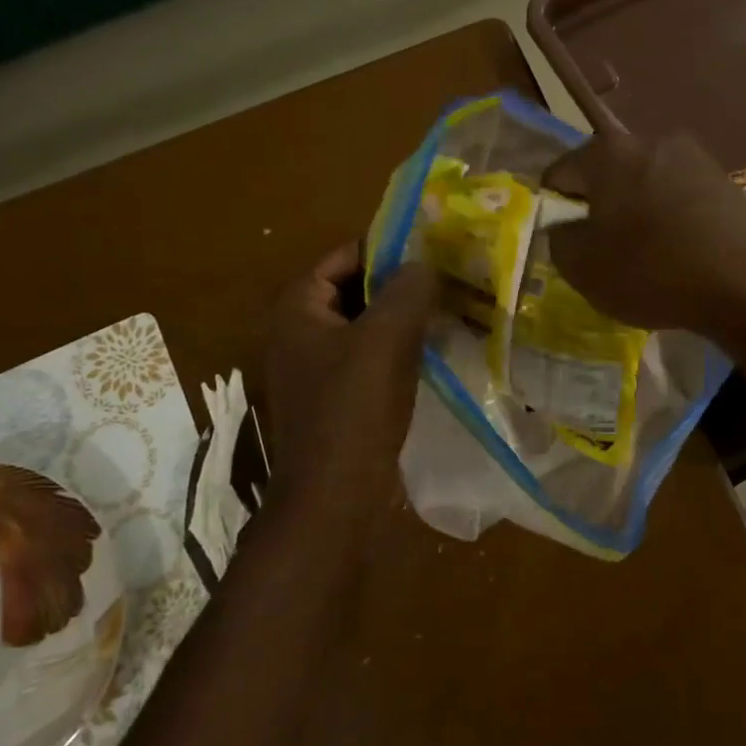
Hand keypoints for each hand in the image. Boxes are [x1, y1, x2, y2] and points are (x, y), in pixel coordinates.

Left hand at [258, 244, 438, 527]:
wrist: (333, 497)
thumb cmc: (354, 410)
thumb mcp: (386, 339)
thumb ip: (407, 290)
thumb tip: (424, 264)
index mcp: (298, 309)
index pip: (342, 256)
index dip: (386, 248)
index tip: (431, 249)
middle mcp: (298, 332)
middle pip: (353, 290)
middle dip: (398, 284)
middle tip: (447, 279)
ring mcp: (314, 368)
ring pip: (364, 326)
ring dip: (402, 319)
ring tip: (447, 312)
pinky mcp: (333, 398)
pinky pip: (367, 358)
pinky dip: (396, 350)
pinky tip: (431, 353)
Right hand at [540, 128, 745, 334]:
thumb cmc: (654, 270)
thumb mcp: (584, 268)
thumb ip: (559, 242)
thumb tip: (565, 228)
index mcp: (608, 153)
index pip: (559, 173)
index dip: (552, 209)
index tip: (562, 242)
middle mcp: (652, 141)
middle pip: (608, 175)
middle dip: (599, 210)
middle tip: (601, 252)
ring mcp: (696, 159)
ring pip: (648, 187)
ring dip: (639, 216)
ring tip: (645, 258)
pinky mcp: (729, 183)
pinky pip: (683, 201)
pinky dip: (673, 223)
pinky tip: (682, 257)